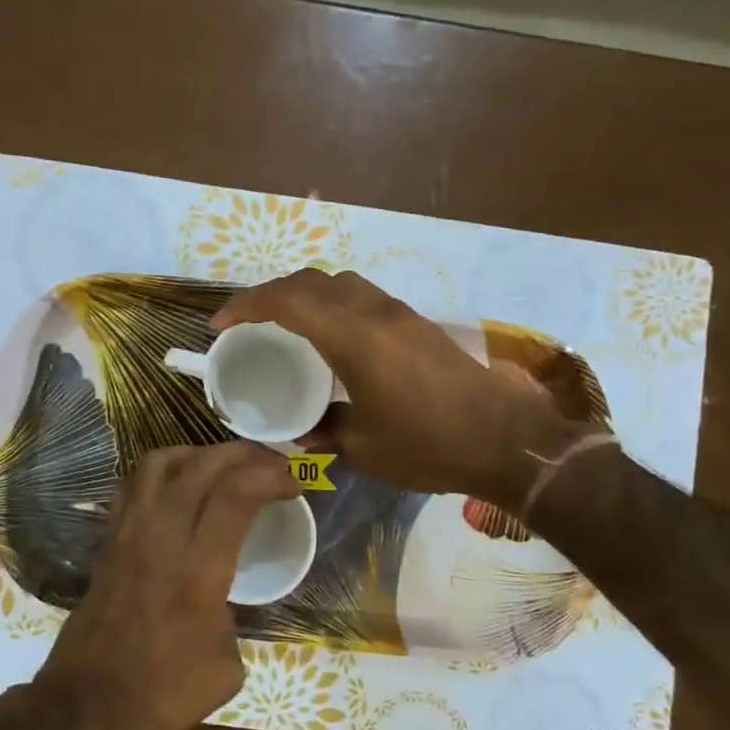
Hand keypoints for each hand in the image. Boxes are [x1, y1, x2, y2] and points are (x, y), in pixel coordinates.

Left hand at [32, 441, 299, 729]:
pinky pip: (133, 484)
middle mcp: (162, 537)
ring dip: (200, 453)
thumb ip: (233, 615)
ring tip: (224, 467)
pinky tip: (179, 487)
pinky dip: (162, 471)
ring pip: (161, 462)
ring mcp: (129, 533)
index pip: (237, 494)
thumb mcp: (227, 666)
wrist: (86, 708)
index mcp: (199, 570)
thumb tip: (224, 597)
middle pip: (203, 465)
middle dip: (244, 454)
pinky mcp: (108, 540)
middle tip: (269, 464)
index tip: (294, 484)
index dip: (272, 476)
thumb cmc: (163, 695)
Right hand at [212, 269, 586, 503]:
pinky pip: (362, 297)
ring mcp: (400, 314)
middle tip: (248, 323)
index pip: (287, 300)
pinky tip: (332, 338)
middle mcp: (374, 312)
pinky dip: (333, 304)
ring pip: (340, 283)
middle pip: (311, 281)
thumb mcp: (364, 448)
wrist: (508, 440)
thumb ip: (325, 433)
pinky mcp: (418, 324)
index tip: (221, 325)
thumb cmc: (429, 445)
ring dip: (305, 295)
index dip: (247, 306)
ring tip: (286, 325)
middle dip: (271, 294)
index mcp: (353, 337)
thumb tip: (304, 431)